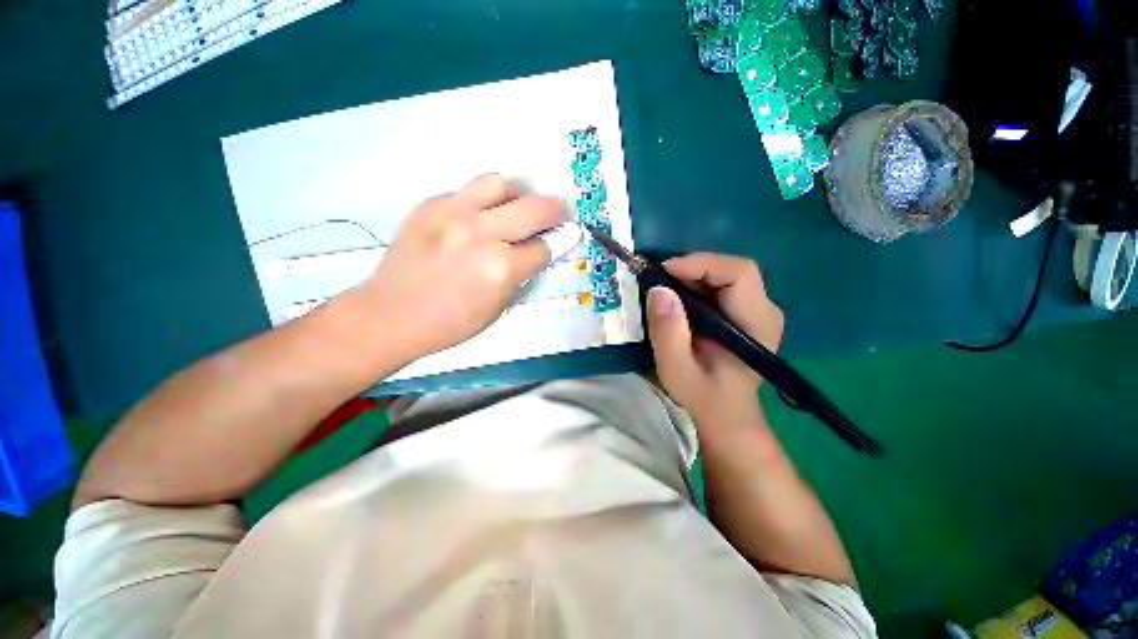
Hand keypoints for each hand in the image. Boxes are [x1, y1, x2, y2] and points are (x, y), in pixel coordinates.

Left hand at [353, 174, 566, 357]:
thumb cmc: (451, 322)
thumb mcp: (497, 307)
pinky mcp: (431, 203)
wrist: (391, 313)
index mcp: (500, 268)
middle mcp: (481, 233)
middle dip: (555, 212)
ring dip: (519, 195)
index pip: (543, 248)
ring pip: (502, 183)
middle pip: (535, 208)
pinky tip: (480, 217)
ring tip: (517, 208)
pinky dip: (484, 201)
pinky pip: (469, 190)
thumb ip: (522, 275)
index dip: (553, 248)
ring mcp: (453, 212)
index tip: (557, 244)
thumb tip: (540, 252)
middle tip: (558, 216)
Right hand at [646, 253, 783, 423]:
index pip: (739, 274)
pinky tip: (677, 298)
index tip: (664, 273)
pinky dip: (695, 284)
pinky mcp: (745, 311)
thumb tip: (658, 290)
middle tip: (659, 281)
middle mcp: (764, 310)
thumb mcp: (677, 371)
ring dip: (691, 276)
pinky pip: (720, 284)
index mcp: (756, 325)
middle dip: (692, 269)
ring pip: (725, 274)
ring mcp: (757, 309)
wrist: (725, 413)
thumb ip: (668, 333)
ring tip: (664, 289)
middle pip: (732, 270)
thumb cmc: (703, 396)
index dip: (701, 265)